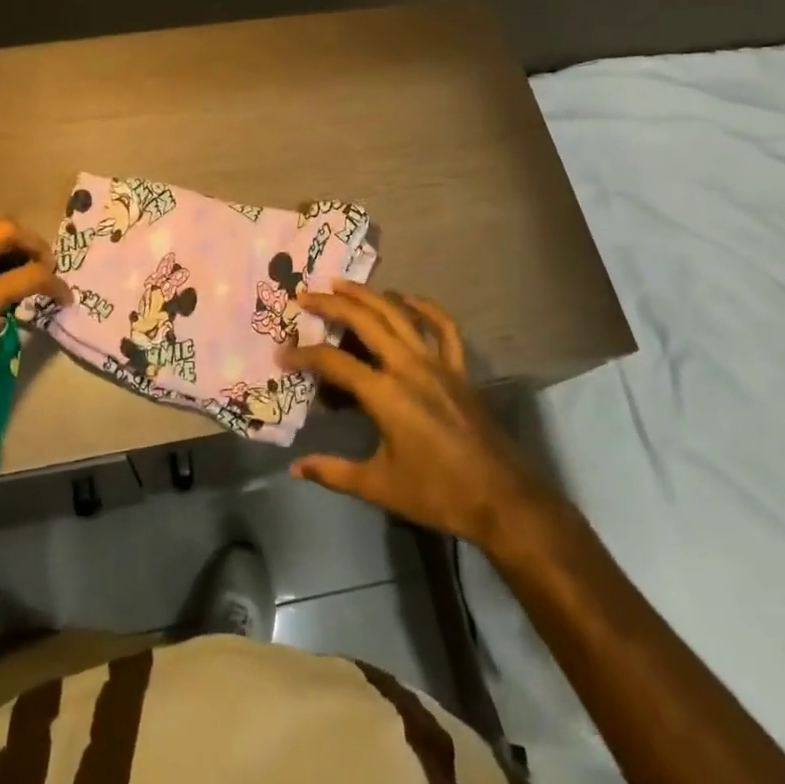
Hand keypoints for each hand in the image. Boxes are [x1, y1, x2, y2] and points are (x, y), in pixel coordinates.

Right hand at [284, 282, 561, 550]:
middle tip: (305, 295)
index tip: (282, 354)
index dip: (304, 356)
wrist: (502, 500)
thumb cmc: (437, 494)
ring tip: (343, 283)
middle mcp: (409, 367)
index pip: (334, 363)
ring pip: (399, 315)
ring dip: (369, 295)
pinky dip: (425, 307)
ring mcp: (437, 364)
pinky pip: (444, 328)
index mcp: (385, 394)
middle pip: (365, 321)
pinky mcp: (459, 369)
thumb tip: (295, 468)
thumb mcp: (378, 486)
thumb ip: (333, 473)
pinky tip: (406, 298)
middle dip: (332, 304)